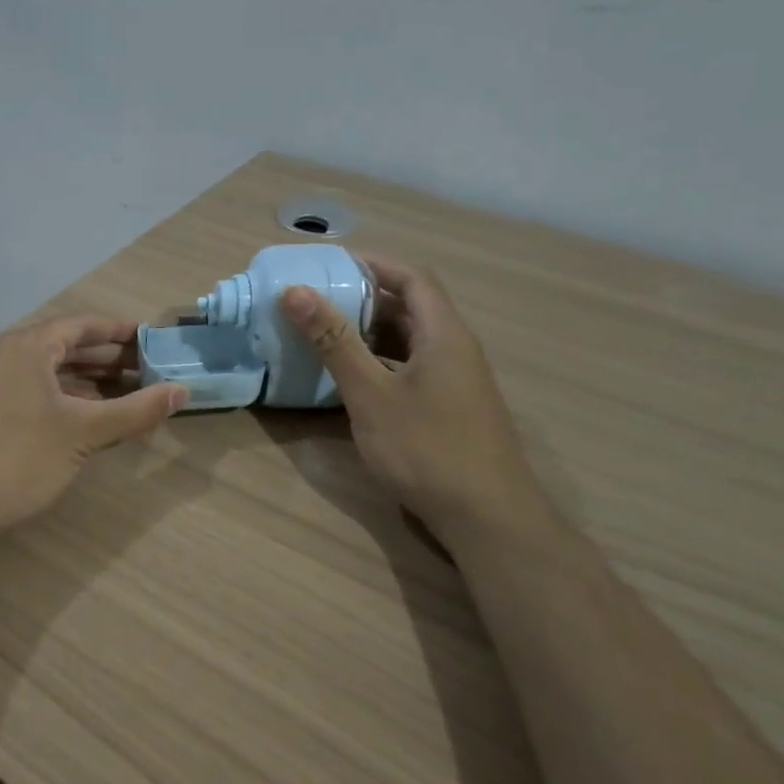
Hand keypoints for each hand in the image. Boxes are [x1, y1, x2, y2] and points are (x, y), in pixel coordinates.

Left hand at [0, 314, 188, 534]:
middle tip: (145, 368)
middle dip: (105, 358)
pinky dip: (62, 397)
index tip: (149, 338)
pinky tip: (86, 416)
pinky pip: (31, 390)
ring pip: (47, 372)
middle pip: (63, 346)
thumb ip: (135, 411)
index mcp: (26, 346)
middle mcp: (4, 356)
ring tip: (124, 392)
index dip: (118, 331)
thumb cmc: (20, 457)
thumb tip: (182, 392)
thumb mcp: (84, 433)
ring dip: (85, 380)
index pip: (80, 325)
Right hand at [279, 254, 548, 540]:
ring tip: (325, 334)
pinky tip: (352, 379)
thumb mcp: (371, 393)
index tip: (329, 264)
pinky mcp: (450, 408)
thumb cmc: (427, 448)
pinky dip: (381, 362)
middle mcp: (455, 349)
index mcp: (444, 333)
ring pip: (410, 340)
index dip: (373, 264)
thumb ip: (334, 341)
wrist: (487, 518)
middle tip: (317, 300)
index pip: (412, 277)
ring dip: (370, 332)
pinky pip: (412, 368)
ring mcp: (456, 381)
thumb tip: (296, 291)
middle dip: (364, 298)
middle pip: (411, 307)